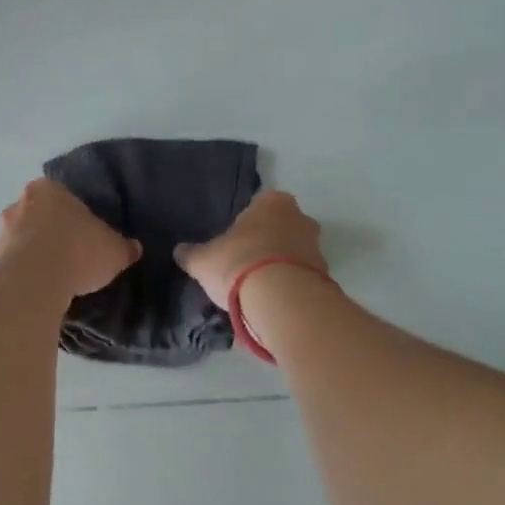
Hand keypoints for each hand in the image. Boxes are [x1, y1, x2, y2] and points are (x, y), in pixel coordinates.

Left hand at [0, 178, 141, 296]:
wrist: (37, 279)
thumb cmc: (79, 250)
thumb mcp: (114, 249)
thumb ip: (123, 247)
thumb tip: (134, 248)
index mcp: (49, 189)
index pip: (61, 195)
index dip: (73, 214)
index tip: (83, 233)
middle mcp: (21, 203)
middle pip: (37, 213)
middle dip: (49, 229)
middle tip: (68, 252)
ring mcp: (3, 231)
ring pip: (21, 237)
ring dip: (33, 251)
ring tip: (53, 275)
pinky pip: (12, 263)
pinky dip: (23, 272)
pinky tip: (38, 288)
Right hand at [174, 190, 327, 308]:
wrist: (282, 301)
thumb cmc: (239, 263)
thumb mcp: (204, 260)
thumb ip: (192, 254)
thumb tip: (179, 251)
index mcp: (273, 202)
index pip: (260, 202)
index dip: (247, 221)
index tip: (235, 238)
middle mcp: (300, 218)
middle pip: (281, 226)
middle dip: (267, 241)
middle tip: (245, 261)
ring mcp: (317, 248)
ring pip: (294, 252)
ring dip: (280, 265)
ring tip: (257, 288)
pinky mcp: (325, 278)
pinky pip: (302, 277)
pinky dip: (289, 286)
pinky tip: (272, 302)